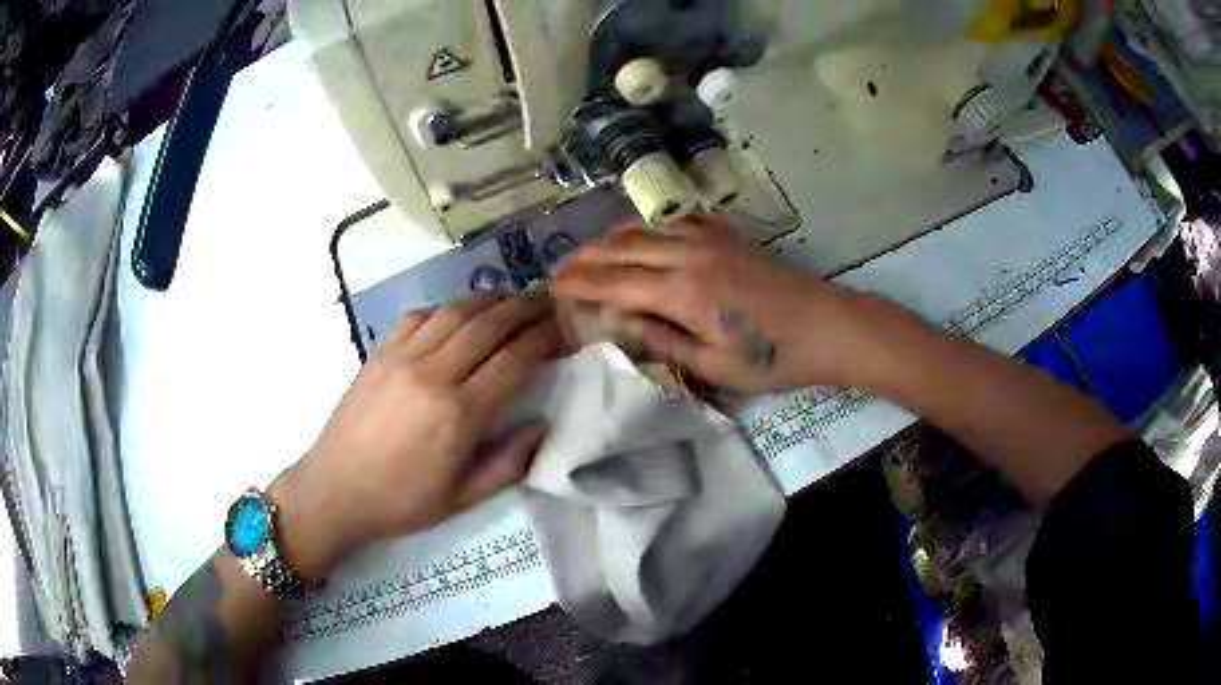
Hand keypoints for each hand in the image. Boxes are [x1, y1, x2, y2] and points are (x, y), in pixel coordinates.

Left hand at [270, 292, 560, 579]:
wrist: (334, 490)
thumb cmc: (401, 502)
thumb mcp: (463, 499)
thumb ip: (509, 463)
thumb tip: (544, 425)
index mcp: (457, 414)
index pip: (513, 360)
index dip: (544, 337)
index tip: (565, 325)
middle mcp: (432, 374)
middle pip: (487, 325)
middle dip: (524, 307)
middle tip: (548, 299)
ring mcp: (401, 357)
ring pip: (454, 311)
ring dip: (489, 299)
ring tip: (512, 298)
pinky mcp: (379, 352)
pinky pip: (418, 315)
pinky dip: (446, 307)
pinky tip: (458, 313)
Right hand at [552, 214, 873, 394]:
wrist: (829, 326)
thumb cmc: (775, 357)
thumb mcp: (716, 366)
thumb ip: (664, 342)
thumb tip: (621, 324)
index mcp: (683, 291)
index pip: (614, 281)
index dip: (579, 284)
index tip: (552, 288)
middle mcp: (689, 255)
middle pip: (623, 248)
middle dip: (586, 258)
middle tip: (561, 271)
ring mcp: (711, 240)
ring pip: (647, 229)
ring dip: (613, 239)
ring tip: (590, 252)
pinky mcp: (728, 237)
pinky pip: (679, 222)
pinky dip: (652, 227)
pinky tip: (646, 234)